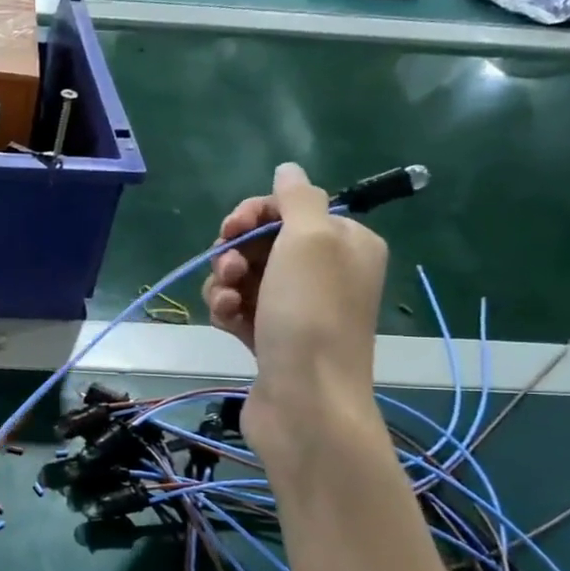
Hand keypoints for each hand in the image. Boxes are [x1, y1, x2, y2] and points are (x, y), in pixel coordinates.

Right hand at [202, 163, 388, 469]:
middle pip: (263, 242)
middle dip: (235, 251)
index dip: (255, 213)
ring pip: (244, 277)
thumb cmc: (311, 314)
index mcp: (344, 243)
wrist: (305, 401)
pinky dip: (226, 310)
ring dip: (225, 282)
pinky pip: (239, 309)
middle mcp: (324, 272)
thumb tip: (288, 169)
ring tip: (225, 301)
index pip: (292, 208)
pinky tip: (224, 321)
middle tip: (229, 268)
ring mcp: (296, 309)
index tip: (231, 227)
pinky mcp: (270, 338)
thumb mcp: (310, 239)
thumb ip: (297, 198)